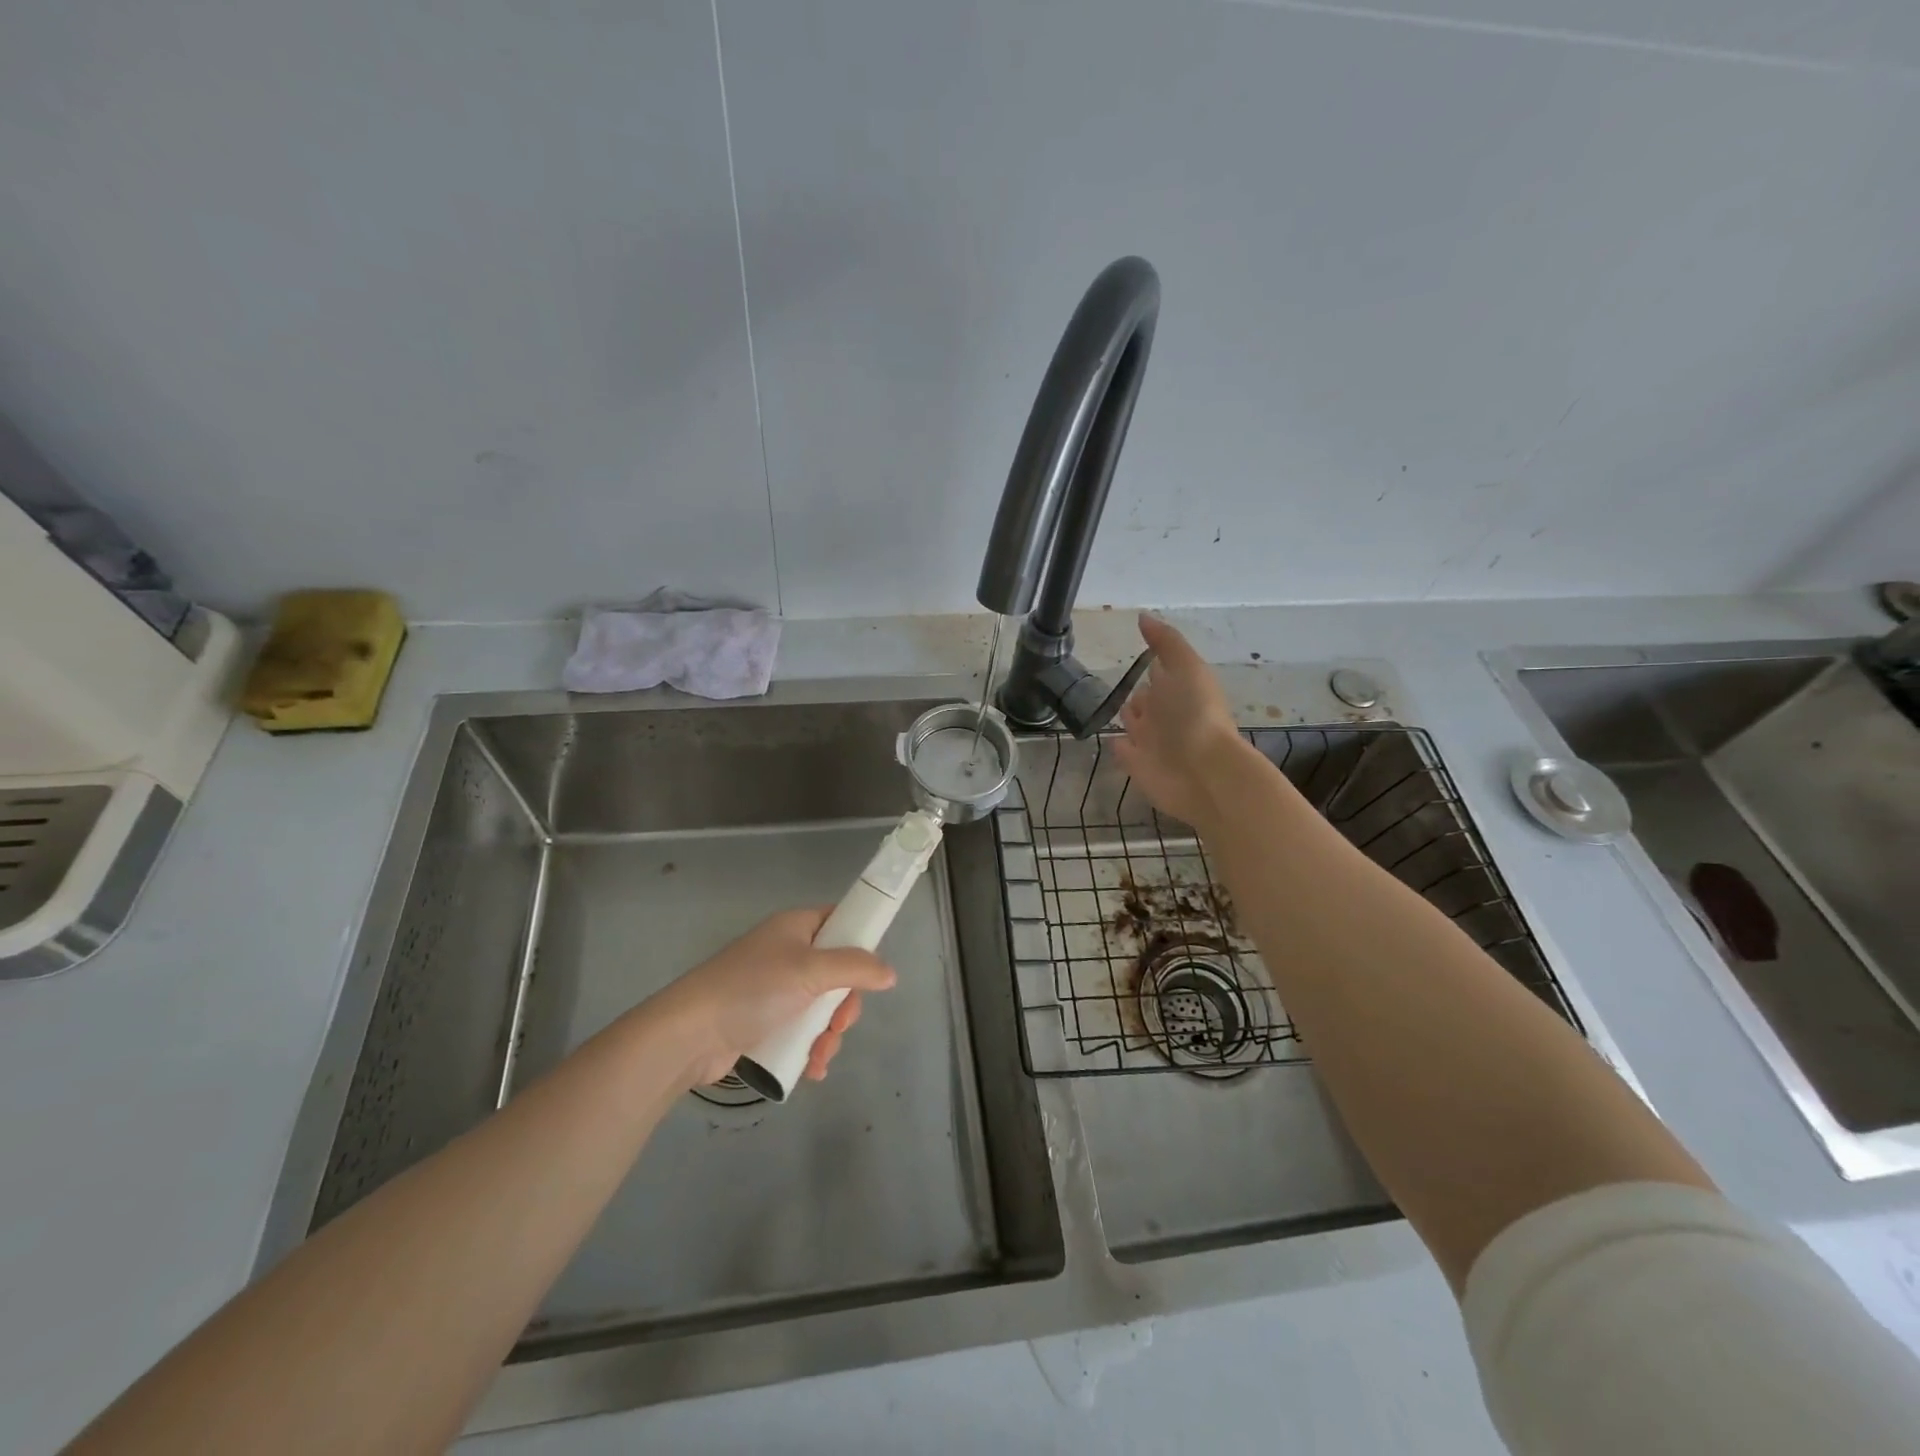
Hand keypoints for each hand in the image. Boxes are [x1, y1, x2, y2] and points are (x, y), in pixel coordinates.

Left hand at [648, 908, 897, 1086]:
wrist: (689, 1034)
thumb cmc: (753, 989)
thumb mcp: (811, 971)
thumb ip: (856, 968)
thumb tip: (890, 973)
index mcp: (795, 928)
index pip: (839, 922)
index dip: (859, 943)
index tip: (870, 972)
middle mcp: (786, 954)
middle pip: (836, 972)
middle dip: (844, 1005)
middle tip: (841, 1023)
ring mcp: (773, 990)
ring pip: (821, 1007)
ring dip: (829, 1034)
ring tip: (821, 1055)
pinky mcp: (763, 1022)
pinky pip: (800, 1030)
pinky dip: (810, 1048)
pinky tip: (811, 1068)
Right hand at [1113, 613, 1244, 828]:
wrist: (1202, 773)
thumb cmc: (1196, 715)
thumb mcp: (1186, 667)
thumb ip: (1166, 642)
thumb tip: (1143, 616)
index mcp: (1179, 689)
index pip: (1162, 673)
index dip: (1152, 663)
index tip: (1139, 652)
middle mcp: (1166, 715)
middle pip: (1148, 700)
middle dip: (1139, 693)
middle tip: (1122, 685)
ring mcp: (1152, 743)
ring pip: (1135, 724)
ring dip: (1128, 717)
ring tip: (1113, 709)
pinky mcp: (1138, 767)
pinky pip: (1125, 752)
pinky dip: (1119, 745)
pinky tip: (1112, 739)